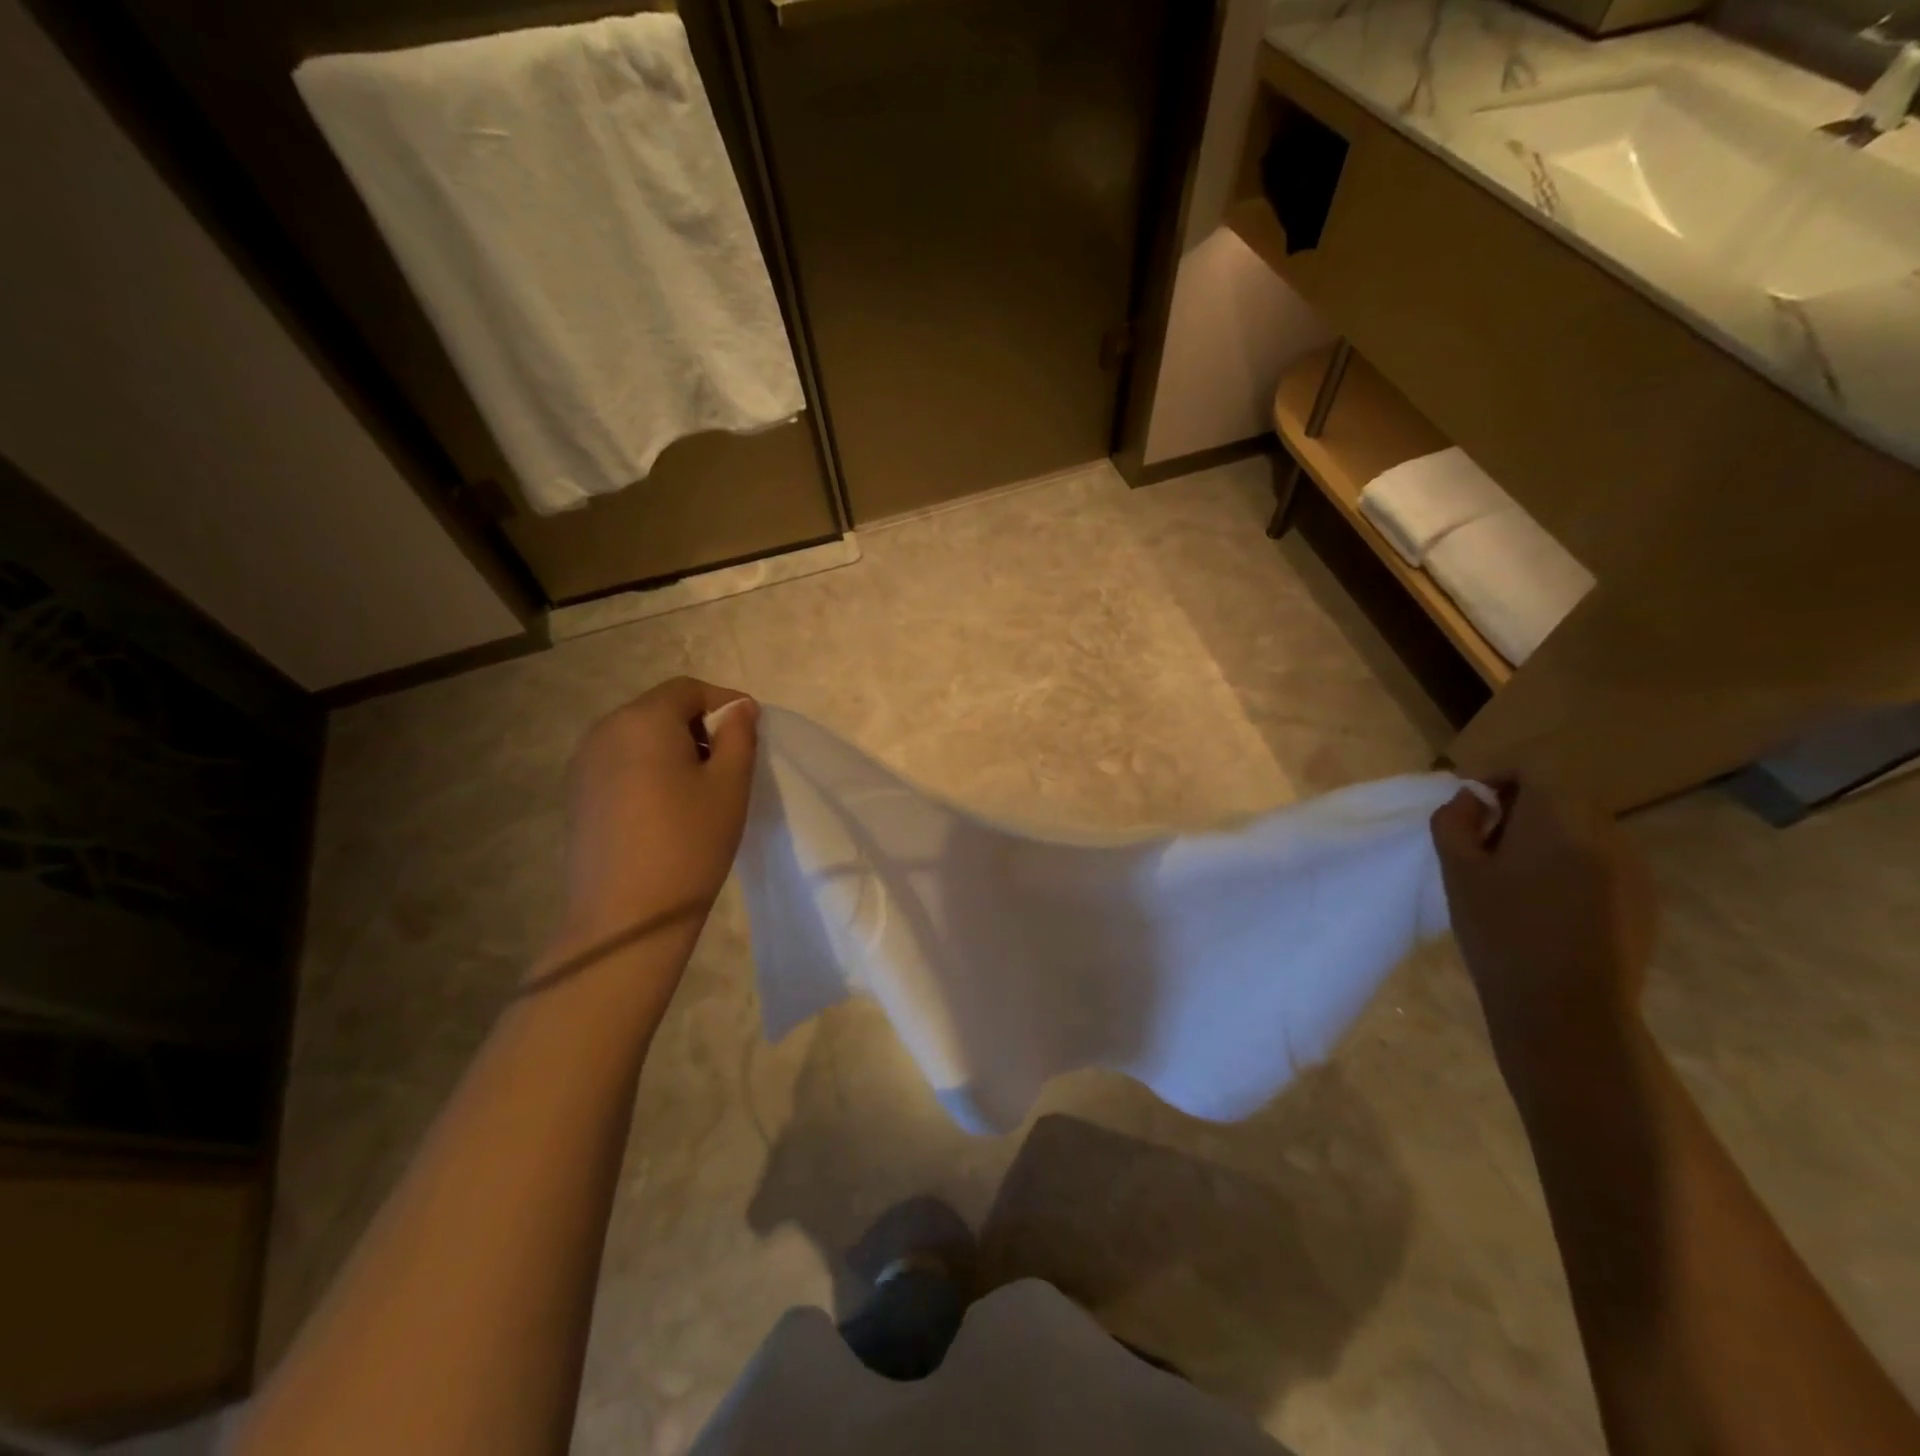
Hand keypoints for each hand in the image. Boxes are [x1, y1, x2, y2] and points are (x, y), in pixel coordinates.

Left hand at [550, 677, 758, 965]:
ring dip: (674, 748)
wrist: (627, 917)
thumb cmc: (689, 843)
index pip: (688, 689)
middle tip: (730, 763)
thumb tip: (738, 707)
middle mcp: (604, 731)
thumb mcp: (730, 784)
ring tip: (701, 788)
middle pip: (660, 709)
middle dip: (699, 725)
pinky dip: (649, 769)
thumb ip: (738, 735)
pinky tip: (667, 808)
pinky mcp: (578, 795)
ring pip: (639, 737)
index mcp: (642, 720)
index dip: (724, 703)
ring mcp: (584, 764)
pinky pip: (621, 763)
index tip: (750, 733)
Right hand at [1430, 774, 1655, 1047]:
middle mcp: (1608, 832)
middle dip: (1517, 807)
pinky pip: (1599, 861)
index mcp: (1561, 818)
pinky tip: (1544, 905)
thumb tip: (1471, 801)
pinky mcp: (1644, 900)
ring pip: (1580, 829)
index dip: (1495, 773)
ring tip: (1510, 877)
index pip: (1534, 765)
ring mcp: (1634, 868)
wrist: (1567, 1011)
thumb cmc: (1502, 932)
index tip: (1468, 804)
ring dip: (1543, 837)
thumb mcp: (1457, 871)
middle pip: (1559, 795)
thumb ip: (1455, 821)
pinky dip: (1568, 865)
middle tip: (1480, 843)